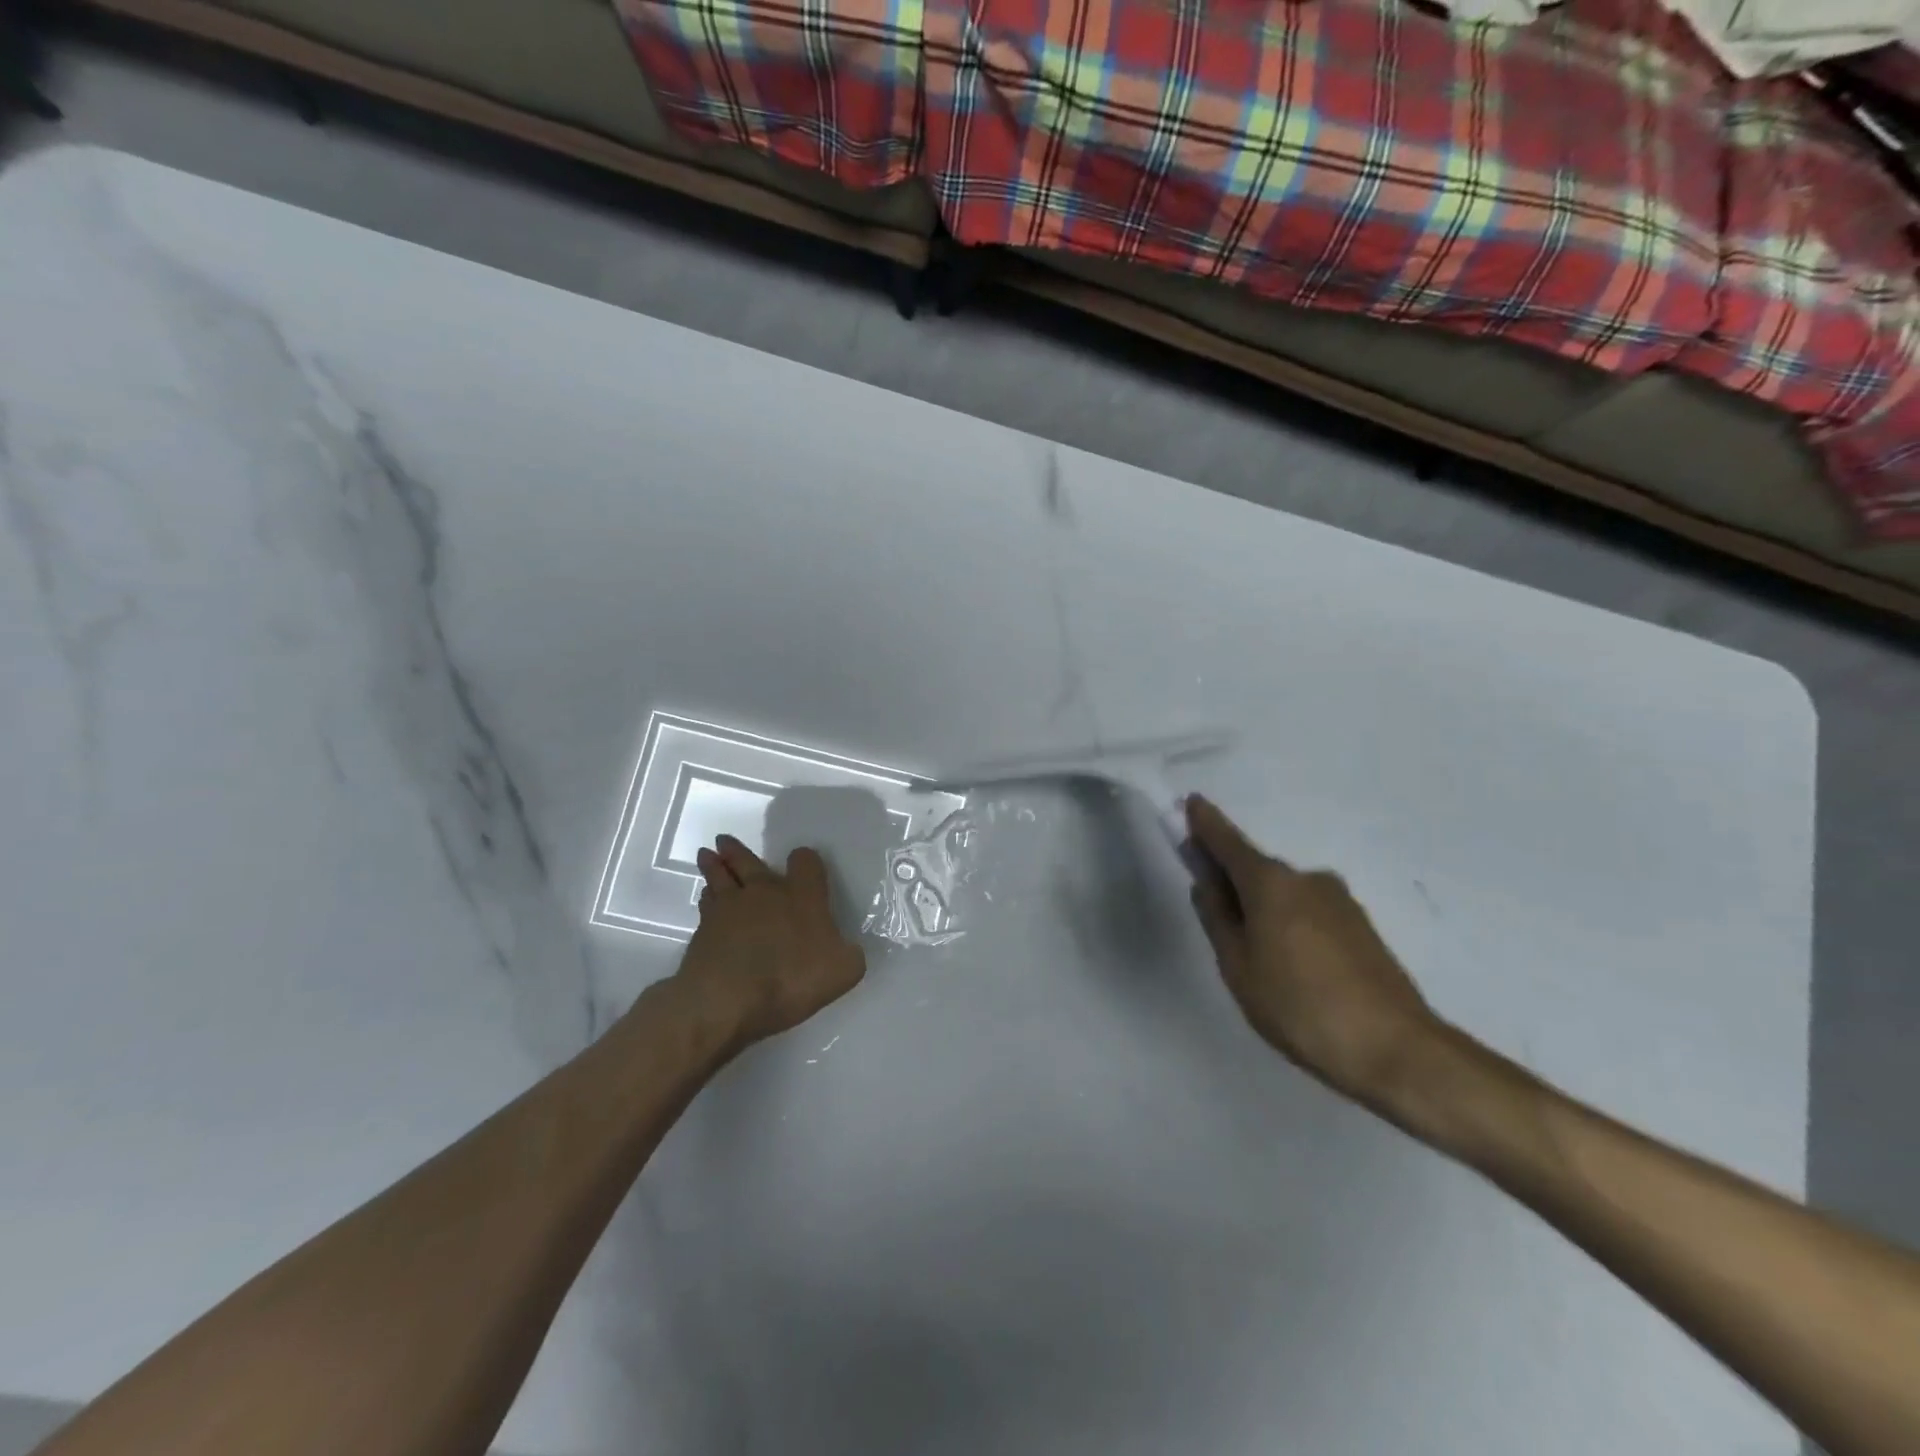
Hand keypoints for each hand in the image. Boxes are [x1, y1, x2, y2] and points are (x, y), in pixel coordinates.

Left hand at [676, 834, 866, 1047]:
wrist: (728, 999)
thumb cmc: (792, 978)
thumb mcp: (843, 971)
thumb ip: (849, 955)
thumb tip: (846, 949)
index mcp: (802, 896)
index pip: (806, 862)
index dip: (805, 860)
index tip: (802, 862)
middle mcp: (765, 892)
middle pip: (749, 862)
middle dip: (738, 851)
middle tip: (724, 840)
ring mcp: (729, 908)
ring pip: (720, 878)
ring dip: (715, 866)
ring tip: (708, 856)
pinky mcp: (703, 930)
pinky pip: (706, 905)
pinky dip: (707, 899)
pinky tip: (706, 899)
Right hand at [1184, 796, 1442, 1107]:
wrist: (1396, 1050)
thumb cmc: (1299, 1006)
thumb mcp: (1238, 967)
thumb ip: (1217, 918)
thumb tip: (1207, 883)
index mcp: (1271, 883)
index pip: (1228, 842)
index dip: (1206, 824)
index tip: (1191, 803)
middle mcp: (1306, 879)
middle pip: (1257, 870)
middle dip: (1233, 881)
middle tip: (1216, 917)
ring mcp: (1339, 901)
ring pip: (1285, 895)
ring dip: (1264, 908)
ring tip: (1259, 960)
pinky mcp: (1361, 926)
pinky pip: (1309, 912)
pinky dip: (1290, 924)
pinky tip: (1293, 968)